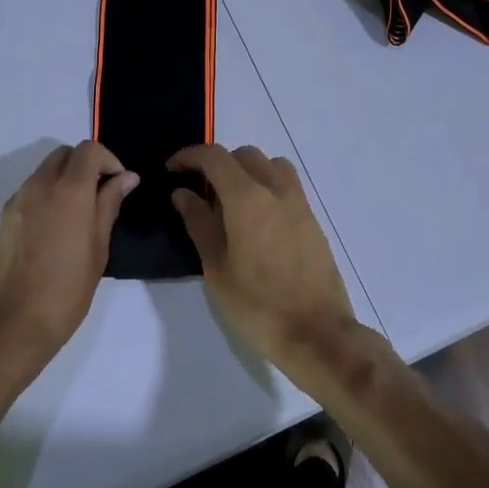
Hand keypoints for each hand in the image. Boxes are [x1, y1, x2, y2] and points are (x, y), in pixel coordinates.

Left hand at [0, 142, 137, 368]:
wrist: (11, 324)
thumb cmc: (66, 290)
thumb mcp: (98, 248)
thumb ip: (110, 205)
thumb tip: (126, 178)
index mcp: (69, 190)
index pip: (89, 150)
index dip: (109, 160)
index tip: (119, 185)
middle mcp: (40, 185)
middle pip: (65, 154)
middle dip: (86, 165)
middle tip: (101, 196)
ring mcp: (18, 200)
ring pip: (46, 171)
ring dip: (66, 180)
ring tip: (79, 216)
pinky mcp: (4, 217)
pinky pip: (31, 191)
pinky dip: (48, 195)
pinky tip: (56, 230)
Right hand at [167, 144, 368, 392]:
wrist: (316, 332)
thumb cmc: (257, 304)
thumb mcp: (217, 267)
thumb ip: (199, 223)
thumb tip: (183, 193)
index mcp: (248, 198)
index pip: (214, 157)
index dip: (189, 156)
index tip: (172, 169)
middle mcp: (276, 189)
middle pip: (243, 155)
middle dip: (217, 164)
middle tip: (199, 192)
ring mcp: (298, 202)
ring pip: (269, 164)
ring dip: (246, 171)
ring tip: (230, 202)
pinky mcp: (312, 218)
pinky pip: (286, 184)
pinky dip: (266, 185)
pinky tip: (255, 219)